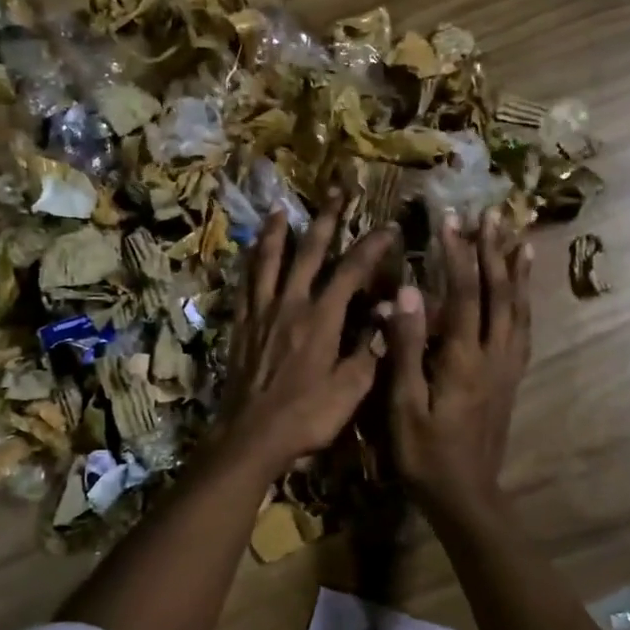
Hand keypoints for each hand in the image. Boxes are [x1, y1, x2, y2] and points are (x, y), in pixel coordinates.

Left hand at [216, 203, 397, 480]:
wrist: (250, 437)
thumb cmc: (306, 417)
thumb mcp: (350, 390)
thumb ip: (370, 349)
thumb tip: (388, 312)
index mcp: (320, 319)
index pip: (351, 271)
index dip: (371, 246)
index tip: (389, 228)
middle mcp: (290, 305)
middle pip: (308, 253)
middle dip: (325, 220)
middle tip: (335, 192)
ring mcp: (261, 313)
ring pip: (269, 262)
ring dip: (278, 234)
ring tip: (281, 209)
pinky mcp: (240, 327)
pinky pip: (245, 286)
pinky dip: (250, 265)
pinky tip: (250, 255)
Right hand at [385, 212, 532, 517]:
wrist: (466, 495)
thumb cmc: (425, 454)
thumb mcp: (404, 405)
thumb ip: (406, 348)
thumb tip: (406, 294)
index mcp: (463, 359)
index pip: (462, 294)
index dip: (457, 254)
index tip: (451, 219)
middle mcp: (493, 355)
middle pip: (498, 293)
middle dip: (491, 251)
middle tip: (490, 215)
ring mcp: (507, 367)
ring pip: (518, 308)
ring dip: (516, 271)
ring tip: (519, 238)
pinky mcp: (512, 378)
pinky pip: (524, 330)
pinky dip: (526, 302)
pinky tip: (524, 290)